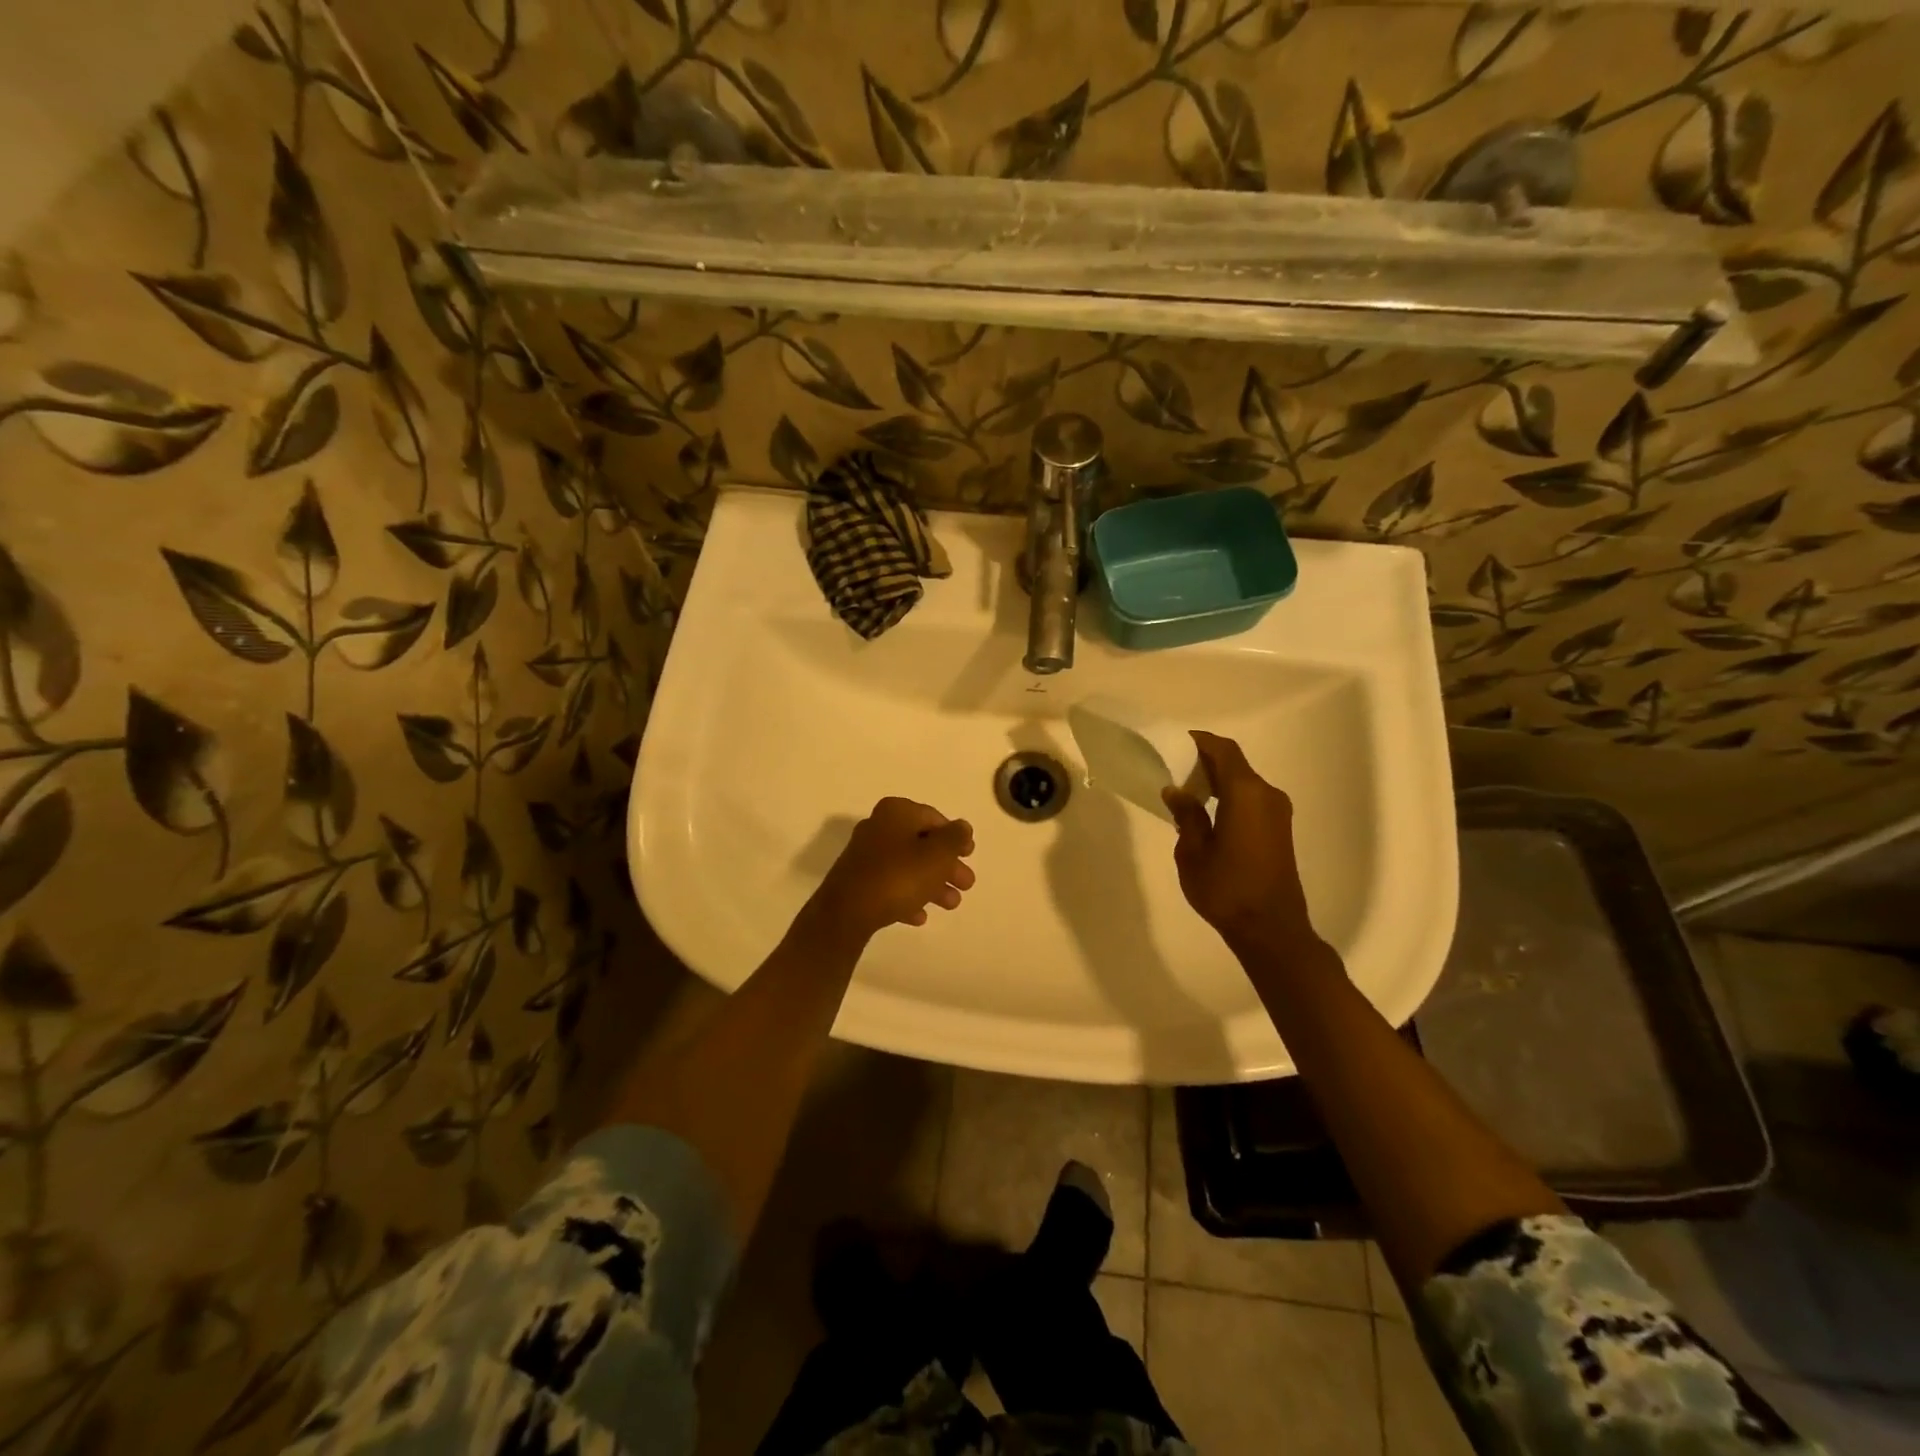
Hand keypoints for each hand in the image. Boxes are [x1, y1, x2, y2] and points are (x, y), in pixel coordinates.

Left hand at [807, 798, 976, 940]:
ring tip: (951, 904)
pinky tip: (919, 916)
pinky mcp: (857, 881)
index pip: (934, 818)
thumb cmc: (899, 876)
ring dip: (932, 884)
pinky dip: (908, 897)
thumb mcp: (937, 855)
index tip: (969, 855)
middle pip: (922, 844)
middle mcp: (879, 827)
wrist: (847, 912)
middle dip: (946, 865)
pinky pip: (890, 885)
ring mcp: (865, 855)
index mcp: (897, 812)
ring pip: (908, 866)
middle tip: (966, 884)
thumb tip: (962, 827)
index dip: (955, 836)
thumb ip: (955, 838)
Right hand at [1162, 732, 1318, 957]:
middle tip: (1173, 767)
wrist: (1271, 929)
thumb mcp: (1193, 852)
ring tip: (1185, 790)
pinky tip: (1207, 812)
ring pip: (1244, 782)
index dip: (1200, 741)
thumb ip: (1187, 816)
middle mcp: (1267, 795)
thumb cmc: (1227, 889)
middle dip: (1205, 761)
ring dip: (1217, 780)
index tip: (1175, 742)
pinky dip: (1229, 796)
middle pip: (1235, 764)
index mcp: (1246, 794)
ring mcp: (1278, 813)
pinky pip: (1251, 799)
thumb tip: (1177, 791)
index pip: (1223, 751)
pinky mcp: (1280, 830)